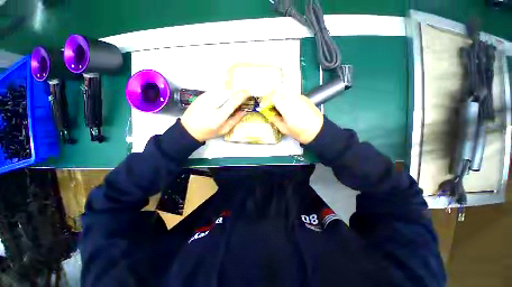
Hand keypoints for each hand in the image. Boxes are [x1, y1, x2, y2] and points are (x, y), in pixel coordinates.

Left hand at [181, 90, 248, 141]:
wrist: (188, 129)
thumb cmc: (208, 132)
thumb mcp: (224, 130)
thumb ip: (235, 120)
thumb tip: (244, 110)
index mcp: (219, 116)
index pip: (233, 101)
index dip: (242, 95)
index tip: (249, 91)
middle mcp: (212, 105)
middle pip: (228, 92)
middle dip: (237, 92)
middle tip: (243, 93)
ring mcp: (205, 98)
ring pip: (222, 90)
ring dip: (230, 91)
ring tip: (233, 94)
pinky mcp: (201, 95)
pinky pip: (215, 90)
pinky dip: (222, 92)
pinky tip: (223, 96)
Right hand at [268, 93, 323, 143]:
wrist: (317, 131)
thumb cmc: (299, 132)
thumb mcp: (284, 129)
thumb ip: (275, 120)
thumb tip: (269, 114)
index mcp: (286, 107)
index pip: (274, 97)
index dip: (268, 100)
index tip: (267, 105)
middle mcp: (293, 99)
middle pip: (280, 90)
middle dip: (274, 95)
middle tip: (273, 104)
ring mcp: (300, 97)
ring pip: (287, 90)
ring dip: (282, 95)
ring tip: (281, 105)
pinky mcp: (305, 98)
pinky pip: (294, 94)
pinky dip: (289, 97)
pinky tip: (291, 106)